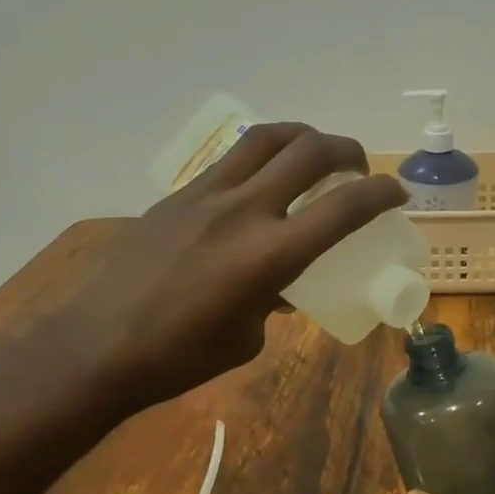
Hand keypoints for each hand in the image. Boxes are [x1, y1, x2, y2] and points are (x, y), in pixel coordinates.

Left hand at [56, 123, 405, 409]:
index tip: (397, 193)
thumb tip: (280, 288)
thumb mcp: (247, 337)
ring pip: (266, 137)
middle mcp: (244, 211)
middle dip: (347, 150)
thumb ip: (274, 301)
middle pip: (309, 151)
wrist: (97, 346)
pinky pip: (231, 159)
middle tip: (358, 167)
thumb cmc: (180, 357)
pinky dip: (261, 157)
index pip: (344, 208)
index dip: (381, 194)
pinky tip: (261, 182)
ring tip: (314, 154)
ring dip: (303, 136)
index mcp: (270, 255)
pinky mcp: (179, 195)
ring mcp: (207, 195)